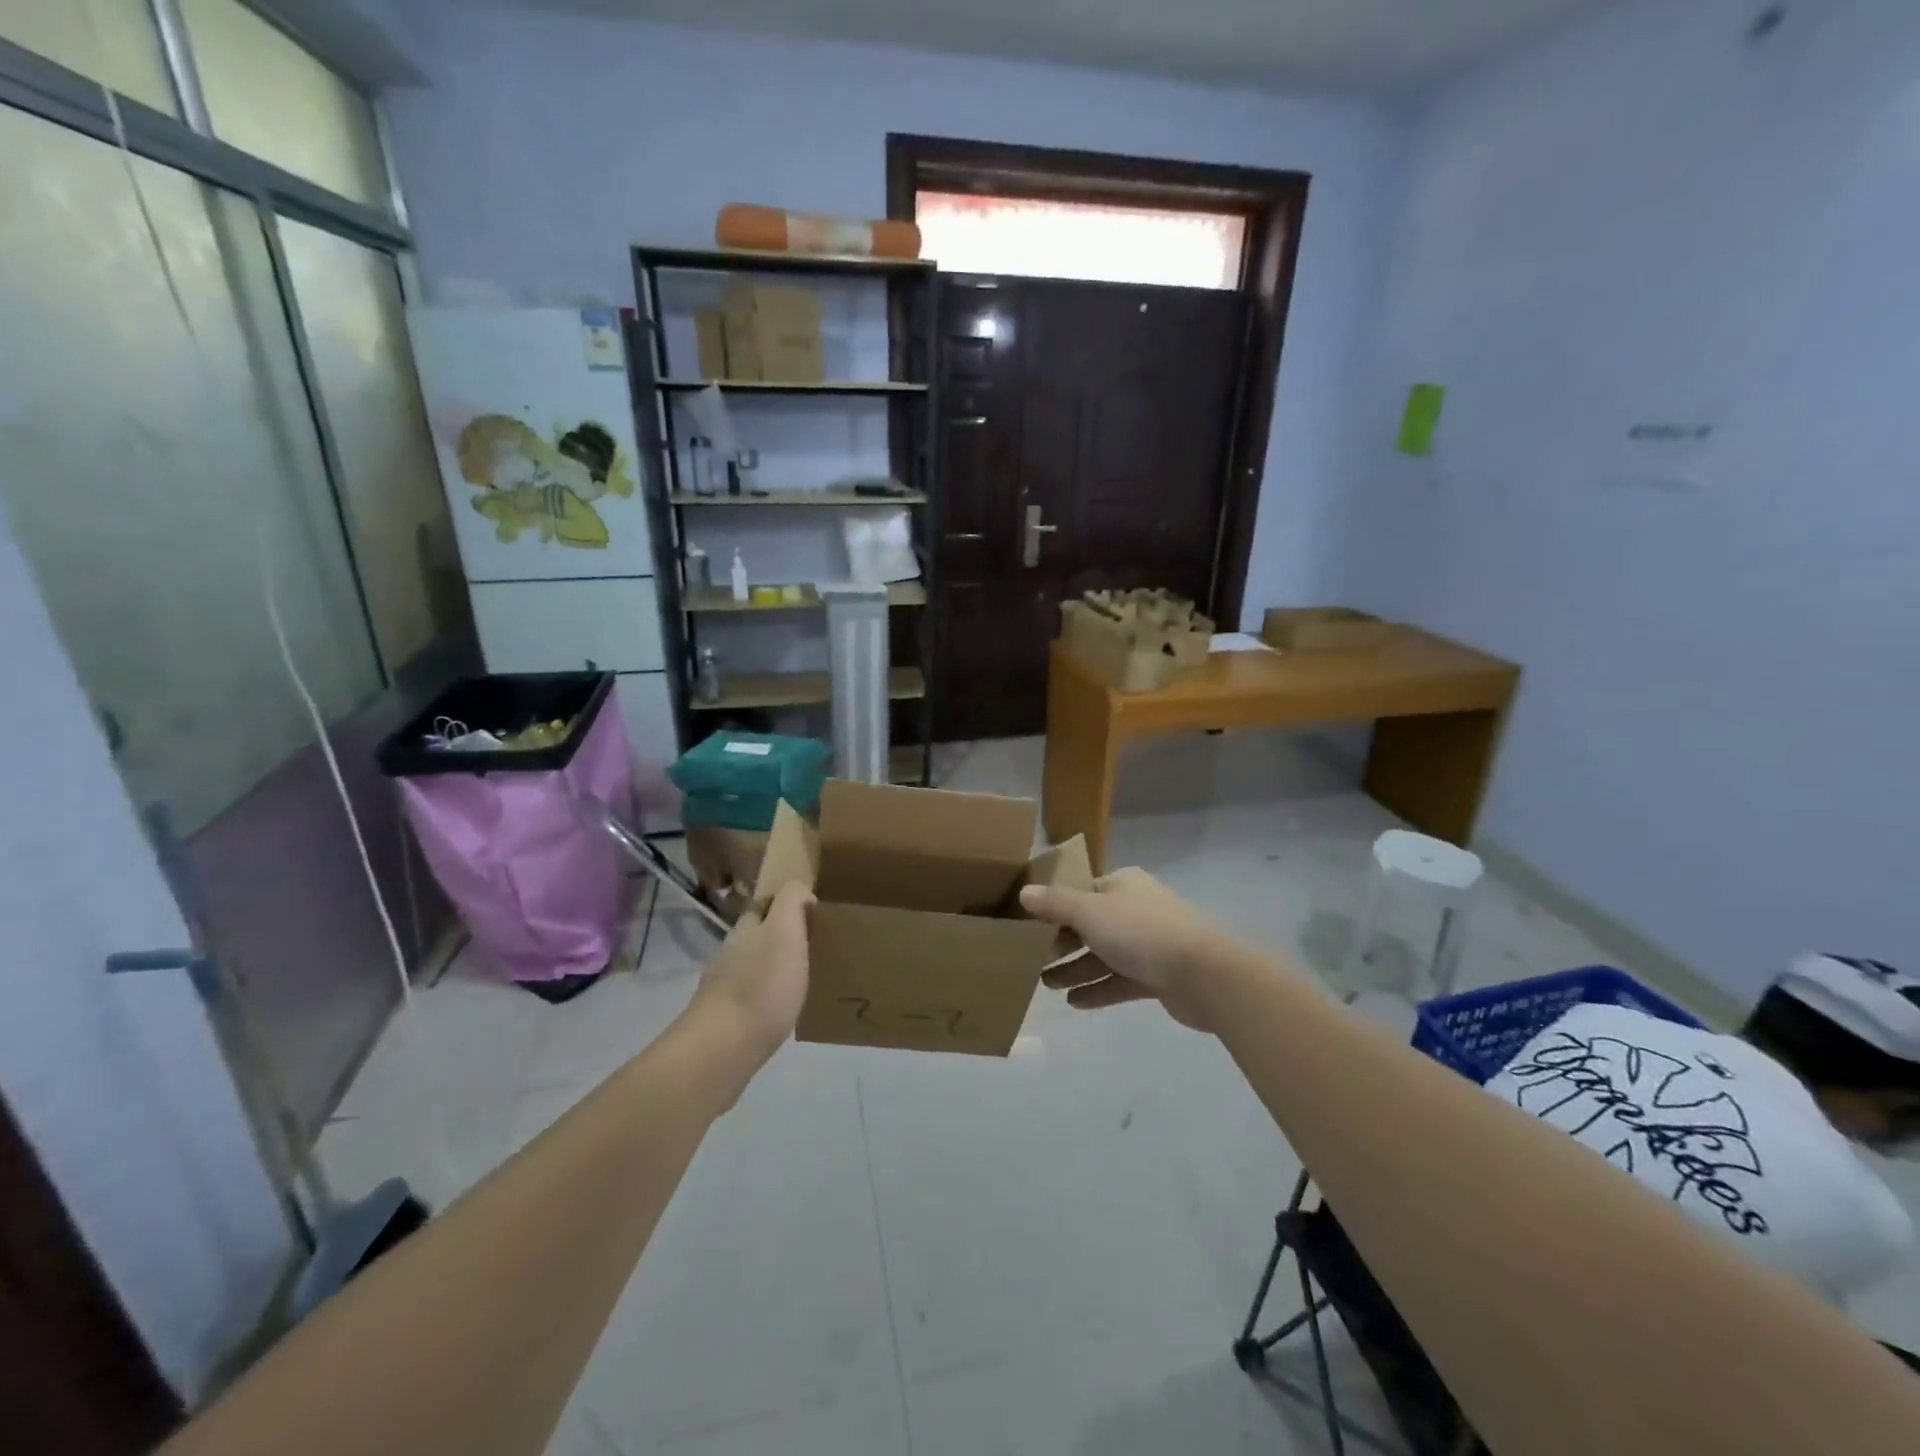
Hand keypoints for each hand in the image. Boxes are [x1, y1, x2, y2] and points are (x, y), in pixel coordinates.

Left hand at [687, 882, 813, 1068]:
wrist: (723, 1049)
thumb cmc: (762, 984)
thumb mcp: (786, 930)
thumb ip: (792, 901)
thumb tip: (800, 892)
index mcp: (745, 929)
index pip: (764, 906)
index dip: (786, 907)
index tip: (813, 918)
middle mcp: (729, 953)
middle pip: (757, 938)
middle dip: (780, 940)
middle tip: (814, 951)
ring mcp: (722, 989)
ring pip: (752, 969)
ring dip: (772, 971)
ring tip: (802, 983)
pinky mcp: (723, 1021)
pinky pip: (750, 1000)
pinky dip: (765, 1000)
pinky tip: (781, 1012)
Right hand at [1020, 868, 1224, 1031]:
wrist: (1204, 974)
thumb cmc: (1142, 933)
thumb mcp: (1090, 912)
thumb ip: (1056, 904)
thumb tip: (1024, 893)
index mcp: (1122, 885)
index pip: (1081, 892)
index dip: (1055, 908)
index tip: (1029, 927)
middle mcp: (1135, 909)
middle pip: (1090, 925)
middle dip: (1061, 944)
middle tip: (1032, 961)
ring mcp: (1149, 944)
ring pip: (1103, 955)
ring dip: (1076, 969)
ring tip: (1046, 985)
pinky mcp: (1158, 976)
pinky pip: (1120, 981)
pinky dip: (1098, 989)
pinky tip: (1074, 1002)